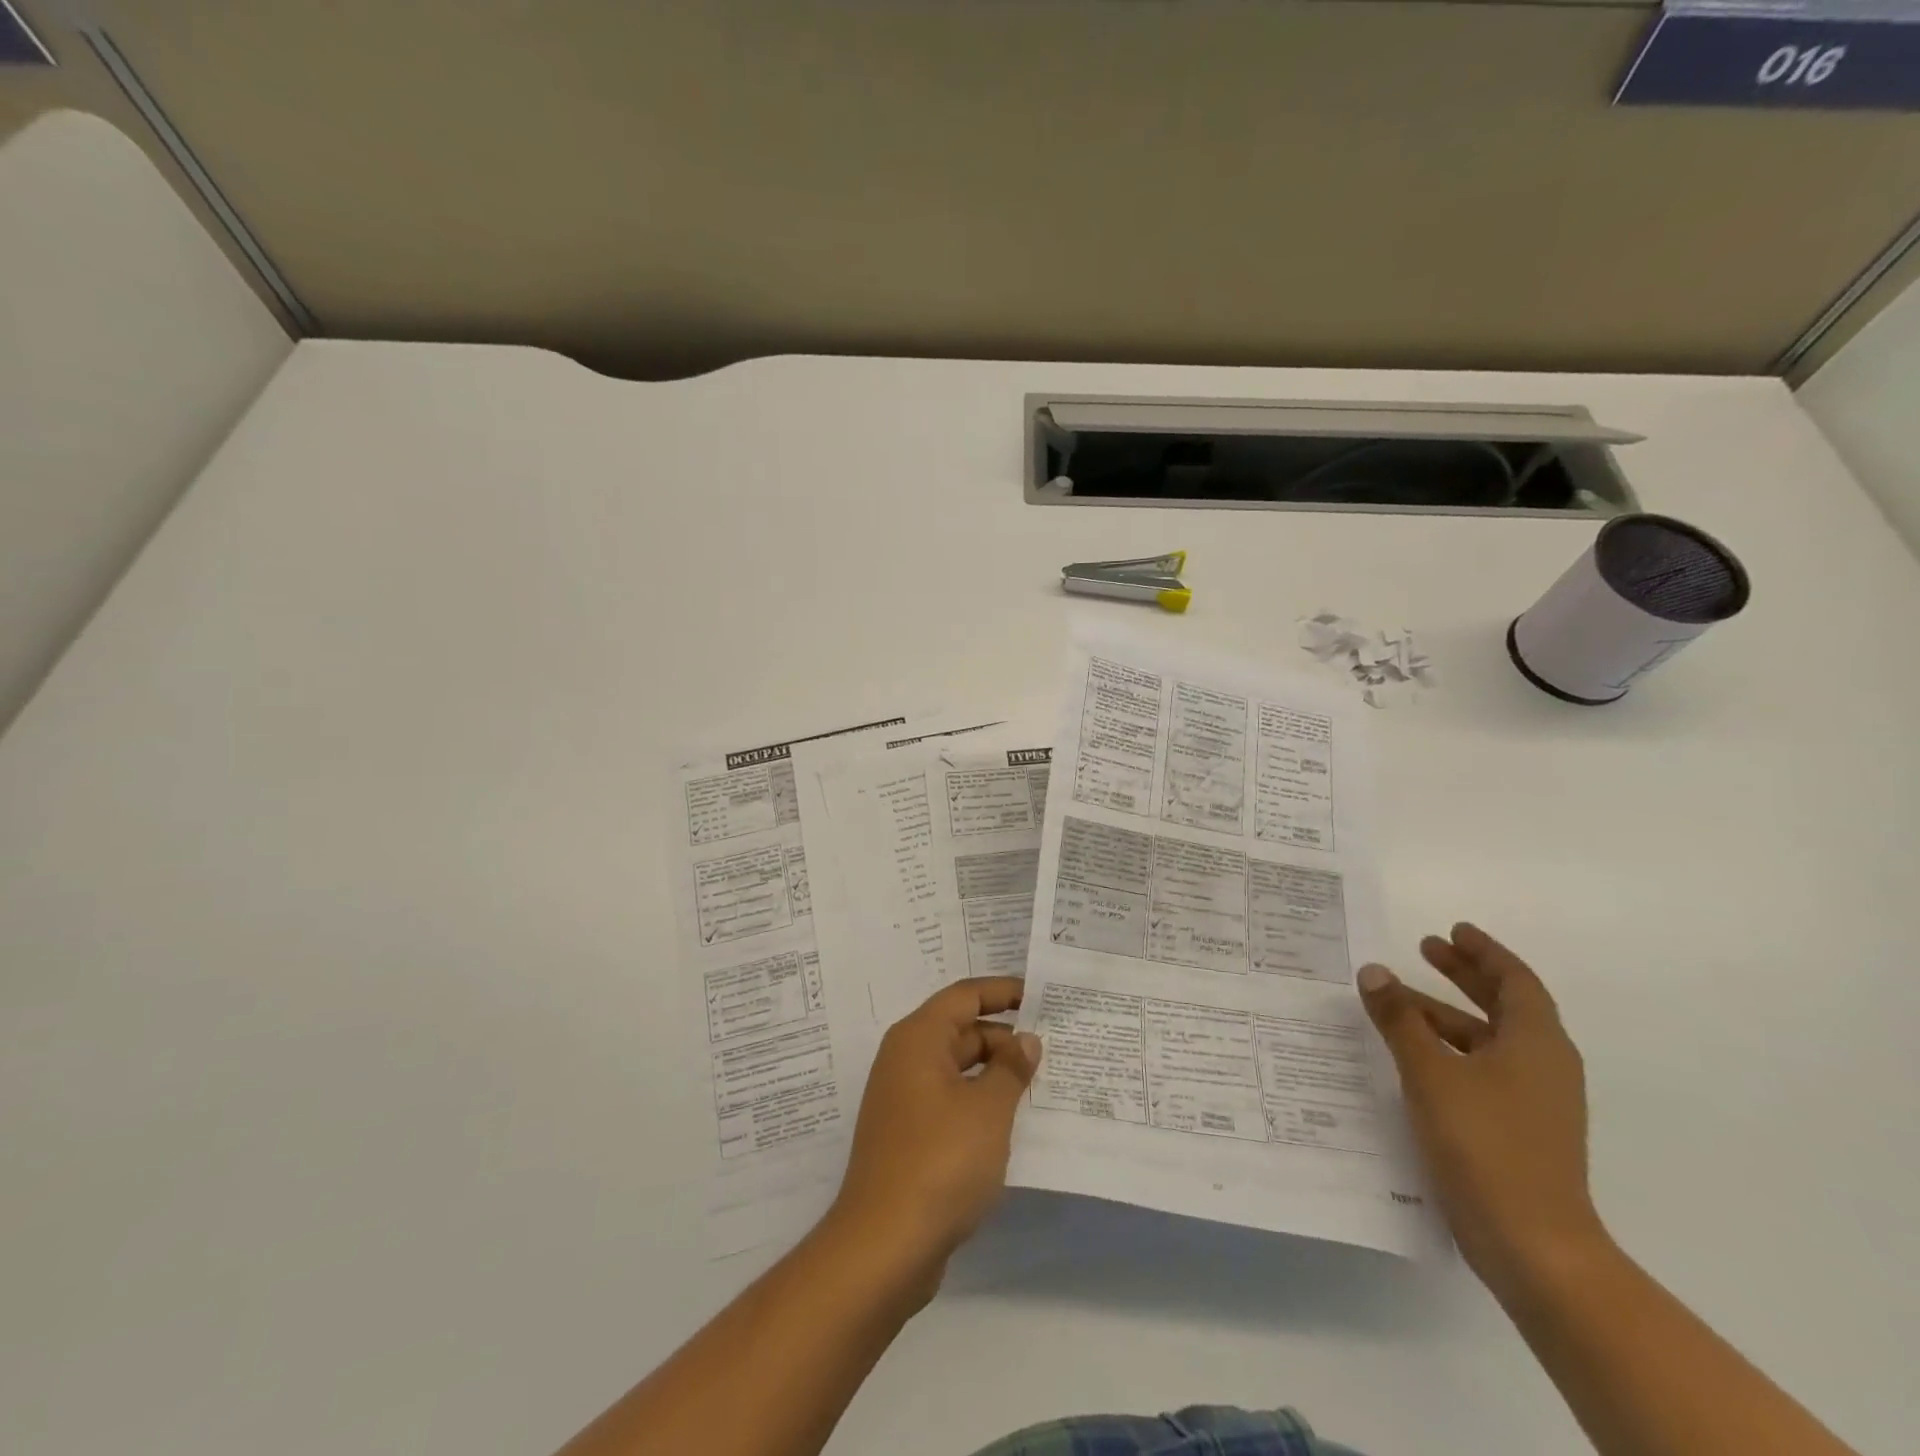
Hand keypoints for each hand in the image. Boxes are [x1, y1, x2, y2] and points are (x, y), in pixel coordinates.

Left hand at [826, 977, 1041, 1299]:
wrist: (884, 1245)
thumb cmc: (940, 1161)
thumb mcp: (988, 1110)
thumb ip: (1011, 1069)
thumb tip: (1025, 1040)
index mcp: (918, 1039)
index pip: (964, 996)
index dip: (1002, 991)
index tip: (1040, 996)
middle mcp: (906, 1060)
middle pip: (960, 1031)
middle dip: (1005, 1038)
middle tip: (1053, 1049)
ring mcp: (904, 1100)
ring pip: (957, 1069)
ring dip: (995, 1074)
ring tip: (1042, 1085)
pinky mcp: (908, 1136)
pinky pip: (950, 1101)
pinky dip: (979, 1102)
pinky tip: (1012, 1123)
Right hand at [1359, 923, 1606, 1299]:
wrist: (1532, 1245)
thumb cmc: (1485, 1144)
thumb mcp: (1431, 1073)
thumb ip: (1400, 1020)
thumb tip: (1375, 972)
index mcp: (1536, 1043)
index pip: (1515, 980)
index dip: (1484, 952)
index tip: (1453, 930)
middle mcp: (1543, 1066)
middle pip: (1504, 1005)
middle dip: (1464, 975)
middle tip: (1425, 949)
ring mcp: (1533, 1102)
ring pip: (1487, 1040)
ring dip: (1446, 1015)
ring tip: (1396, 1002)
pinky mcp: (1517, 1130)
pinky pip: (1481, 1069)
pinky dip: (1448, 1050)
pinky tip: (1411, 1056)